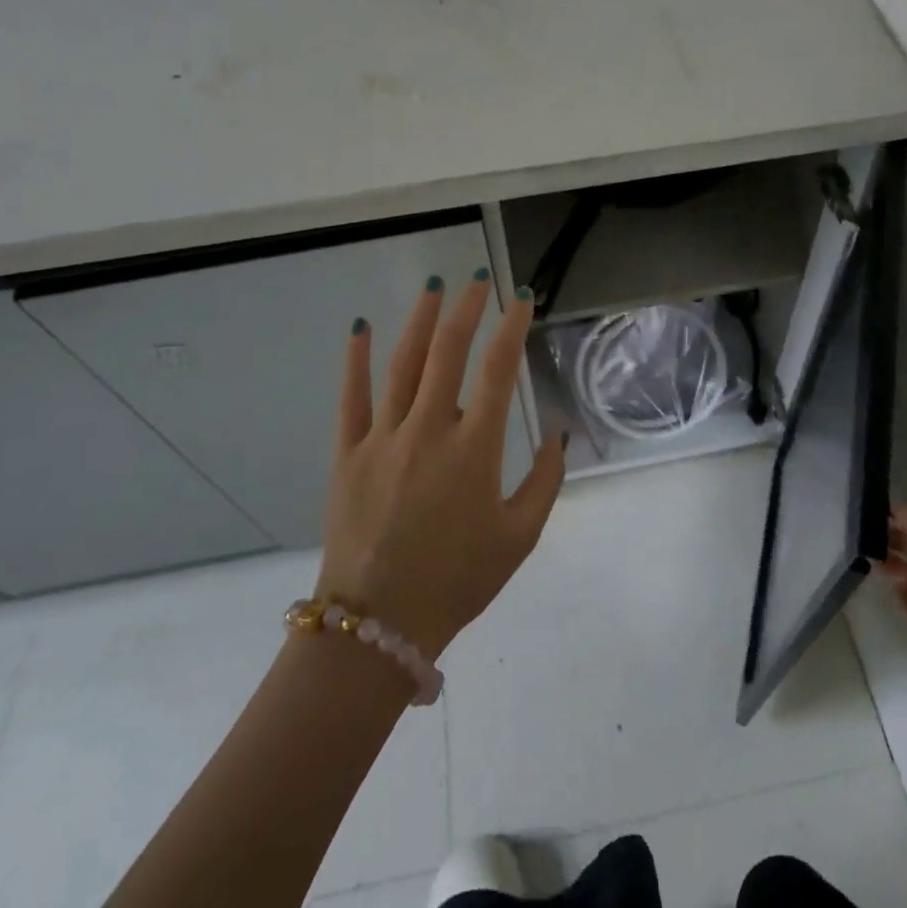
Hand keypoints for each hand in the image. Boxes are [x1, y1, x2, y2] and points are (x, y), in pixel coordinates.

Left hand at [316, 274, 563, 660]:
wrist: (379, 626)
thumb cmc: (458, 581)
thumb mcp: (520, 537)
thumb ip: (545, 481)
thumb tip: (558, 435)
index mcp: (475, 450)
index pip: (499, 371)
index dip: (513, 327)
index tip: (522, 299)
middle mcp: (429, 431)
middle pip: (448, 353)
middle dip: (467, 309)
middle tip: (477, 280)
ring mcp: (383, 439)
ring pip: (403, 364)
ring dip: (420, 320)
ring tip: (433, 285)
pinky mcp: (348, 454)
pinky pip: (352, 398)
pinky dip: (356, 359)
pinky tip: (361, 326)